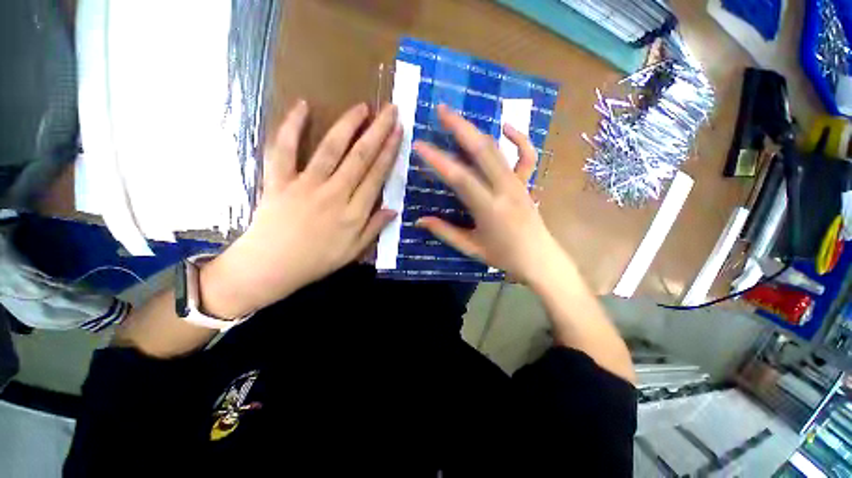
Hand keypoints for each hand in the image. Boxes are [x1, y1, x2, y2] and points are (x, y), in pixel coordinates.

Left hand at [200, 101, 401, 317]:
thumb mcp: (353, 252)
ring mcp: (305, 185)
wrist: (270, 267)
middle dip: (378, 132)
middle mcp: (334, 194)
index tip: (398, 133)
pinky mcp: (279, 181)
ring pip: (330, 149)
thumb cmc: (316, 262)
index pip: (376, 176)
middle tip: (390, 111)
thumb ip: (374, 228)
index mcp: (353, 213)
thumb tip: (394, 209)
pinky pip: (284, 149)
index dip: (389, 153)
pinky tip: (303, 106)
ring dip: (348, 125)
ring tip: (362, 107)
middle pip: (360, 158)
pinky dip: (291, 126)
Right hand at [413, 105, 564, 284]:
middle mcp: (505, 190)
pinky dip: (519, 138)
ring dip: (477, 129)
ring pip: (497, 149)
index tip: (419, 145)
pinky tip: (506, 126)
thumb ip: (445, 232)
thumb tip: (419, 220)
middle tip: (441, 110)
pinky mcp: (527, 182)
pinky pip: (526, 156)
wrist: (540, 259)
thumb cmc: (504, 256)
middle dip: (460, 128)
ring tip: (459, 116)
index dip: (438, 160)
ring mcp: (518, 183)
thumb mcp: (471, 248)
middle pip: (482, 151)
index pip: (460, 178)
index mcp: (489, 209)